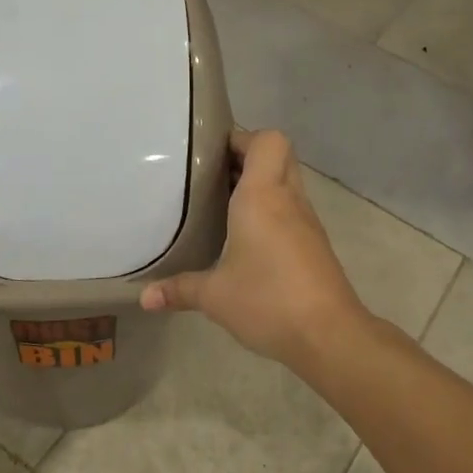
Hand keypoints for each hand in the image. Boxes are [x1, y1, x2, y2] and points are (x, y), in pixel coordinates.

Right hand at [139, 129, 367, 368]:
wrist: (329, 334)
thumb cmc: (267, 301)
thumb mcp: (214, 296)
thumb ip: (178, 290)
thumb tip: (144, 298)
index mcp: (263, 197)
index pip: (267, 140)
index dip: (242, 138)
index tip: (212, 154)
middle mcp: (288, 200)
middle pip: (279, 155)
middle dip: (248, 157)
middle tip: (213, 176)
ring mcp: (306, 222)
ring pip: (288, 182)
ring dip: (261, 184)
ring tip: (224, 204)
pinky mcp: (315, 245)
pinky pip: (292, 210)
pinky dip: (272, 211)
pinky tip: (246, 238)